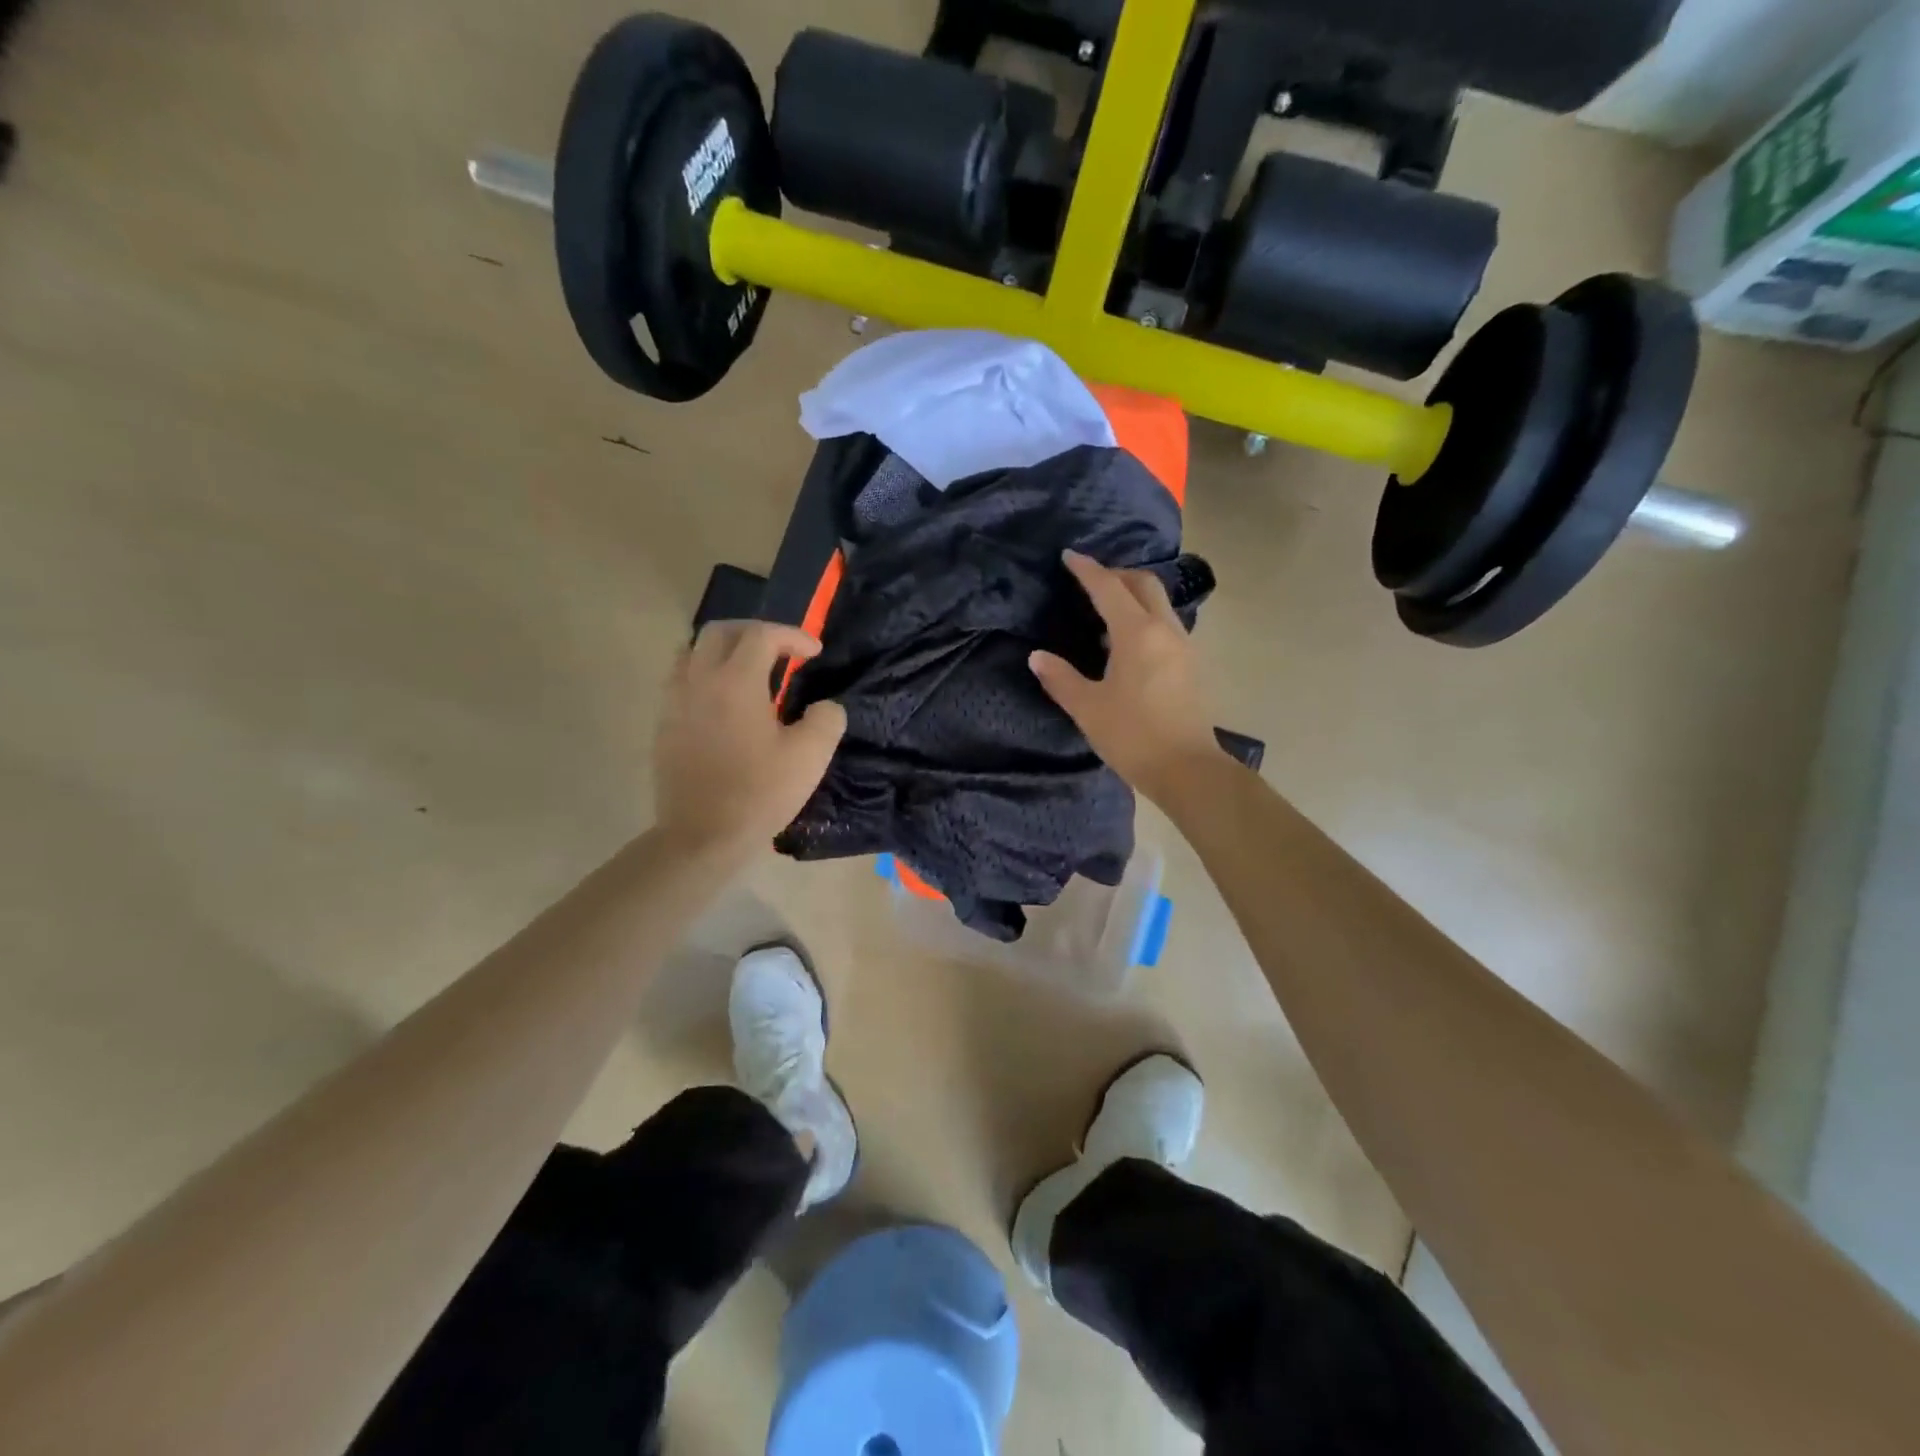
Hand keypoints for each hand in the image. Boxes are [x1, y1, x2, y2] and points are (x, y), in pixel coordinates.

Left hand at [653, 622, 846, 857]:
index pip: (761, 635)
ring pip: (693, 652)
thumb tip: (825, 707)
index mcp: (736, 682)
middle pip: (720, 631)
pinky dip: (705, 675)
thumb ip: (827, 720)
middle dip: (754, 632)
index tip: (814, 653)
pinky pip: (681, 681)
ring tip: (749, 671)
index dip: (792, 636)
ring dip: (724, 651)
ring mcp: (674, 702)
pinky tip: (724, 702)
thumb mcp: (810, 757)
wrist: (702, 836)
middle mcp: (699, 681)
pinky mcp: (664, 725)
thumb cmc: (760, 793)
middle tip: (780, 650)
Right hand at [1030, 550, 1221, 804]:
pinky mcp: (1191, 664)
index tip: (1069, 556)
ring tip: (1106, 610)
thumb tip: (1037, 656)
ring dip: (1133, 595)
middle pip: (1143, 584)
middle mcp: (1164, 629)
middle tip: (1090, 580)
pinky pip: (1166, 624)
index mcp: (1136, 633)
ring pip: (1159, 603)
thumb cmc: (1133, 736)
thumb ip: (1060, 678)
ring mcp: (1183, 645)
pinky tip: (1127, 641)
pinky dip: (1145, 617)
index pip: (1108, 588)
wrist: (1188, 769)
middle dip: (1116, 574)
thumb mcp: (1088, 708)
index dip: (1087, 569)